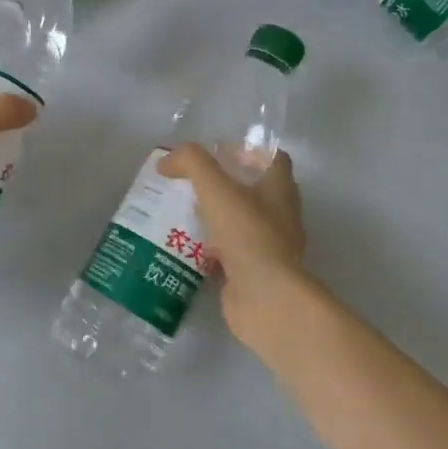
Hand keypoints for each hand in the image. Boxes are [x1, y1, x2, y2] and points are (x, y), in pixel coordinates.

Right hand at [158, 145, 305, 340]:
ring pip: (240, 223)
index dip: (247, 151)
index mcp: (280, 189)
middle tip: (191, 182)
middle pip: (255, 190)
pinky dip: (211, 248)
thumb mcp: (215, 187)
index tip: (216, 153)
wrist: (264, 297)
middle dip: (225, 184)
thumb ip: (191, 163)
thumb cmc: (247, 234)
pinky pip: (231, 253)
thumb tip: (166, 161)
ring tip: (181, 211)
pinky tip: (184, 245)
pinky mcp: (254, 273)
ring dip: (215, 217)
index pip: (272, 159)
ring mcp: (270, 247)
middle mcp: (281, 215)